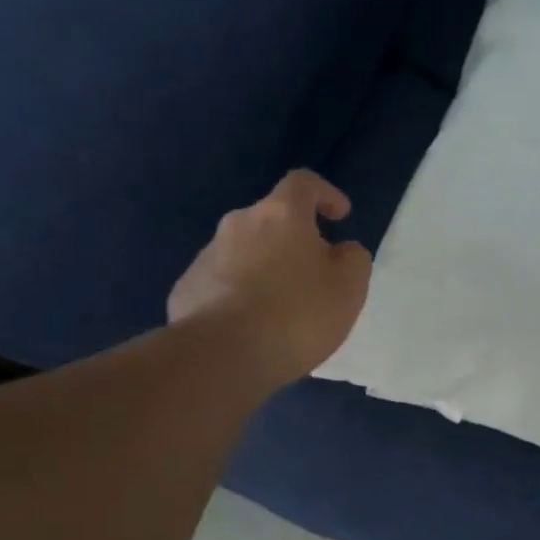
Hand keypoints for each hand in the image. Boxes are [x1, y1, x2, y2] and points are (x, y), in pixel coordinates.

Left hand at [169, 170, 371, 386]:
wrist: (222, 356)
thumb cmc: (297, 314)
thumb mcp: (349, 287)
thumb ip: (352, 258)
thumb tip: (340, 250)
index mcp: (280, 214)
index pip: (303, 183)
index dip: (325, 194)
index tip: (340, 217)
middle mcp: (238, 224)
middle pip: (271, 220)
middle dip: (293, 239)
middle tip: (312, 274)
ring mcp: (206, 256)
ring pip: (244, 252)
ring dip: (264, 268)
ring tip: (280, 308)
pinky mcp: (187, 289)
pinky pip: (222, 283)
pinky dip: (239, 295)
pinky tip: (250, 326)